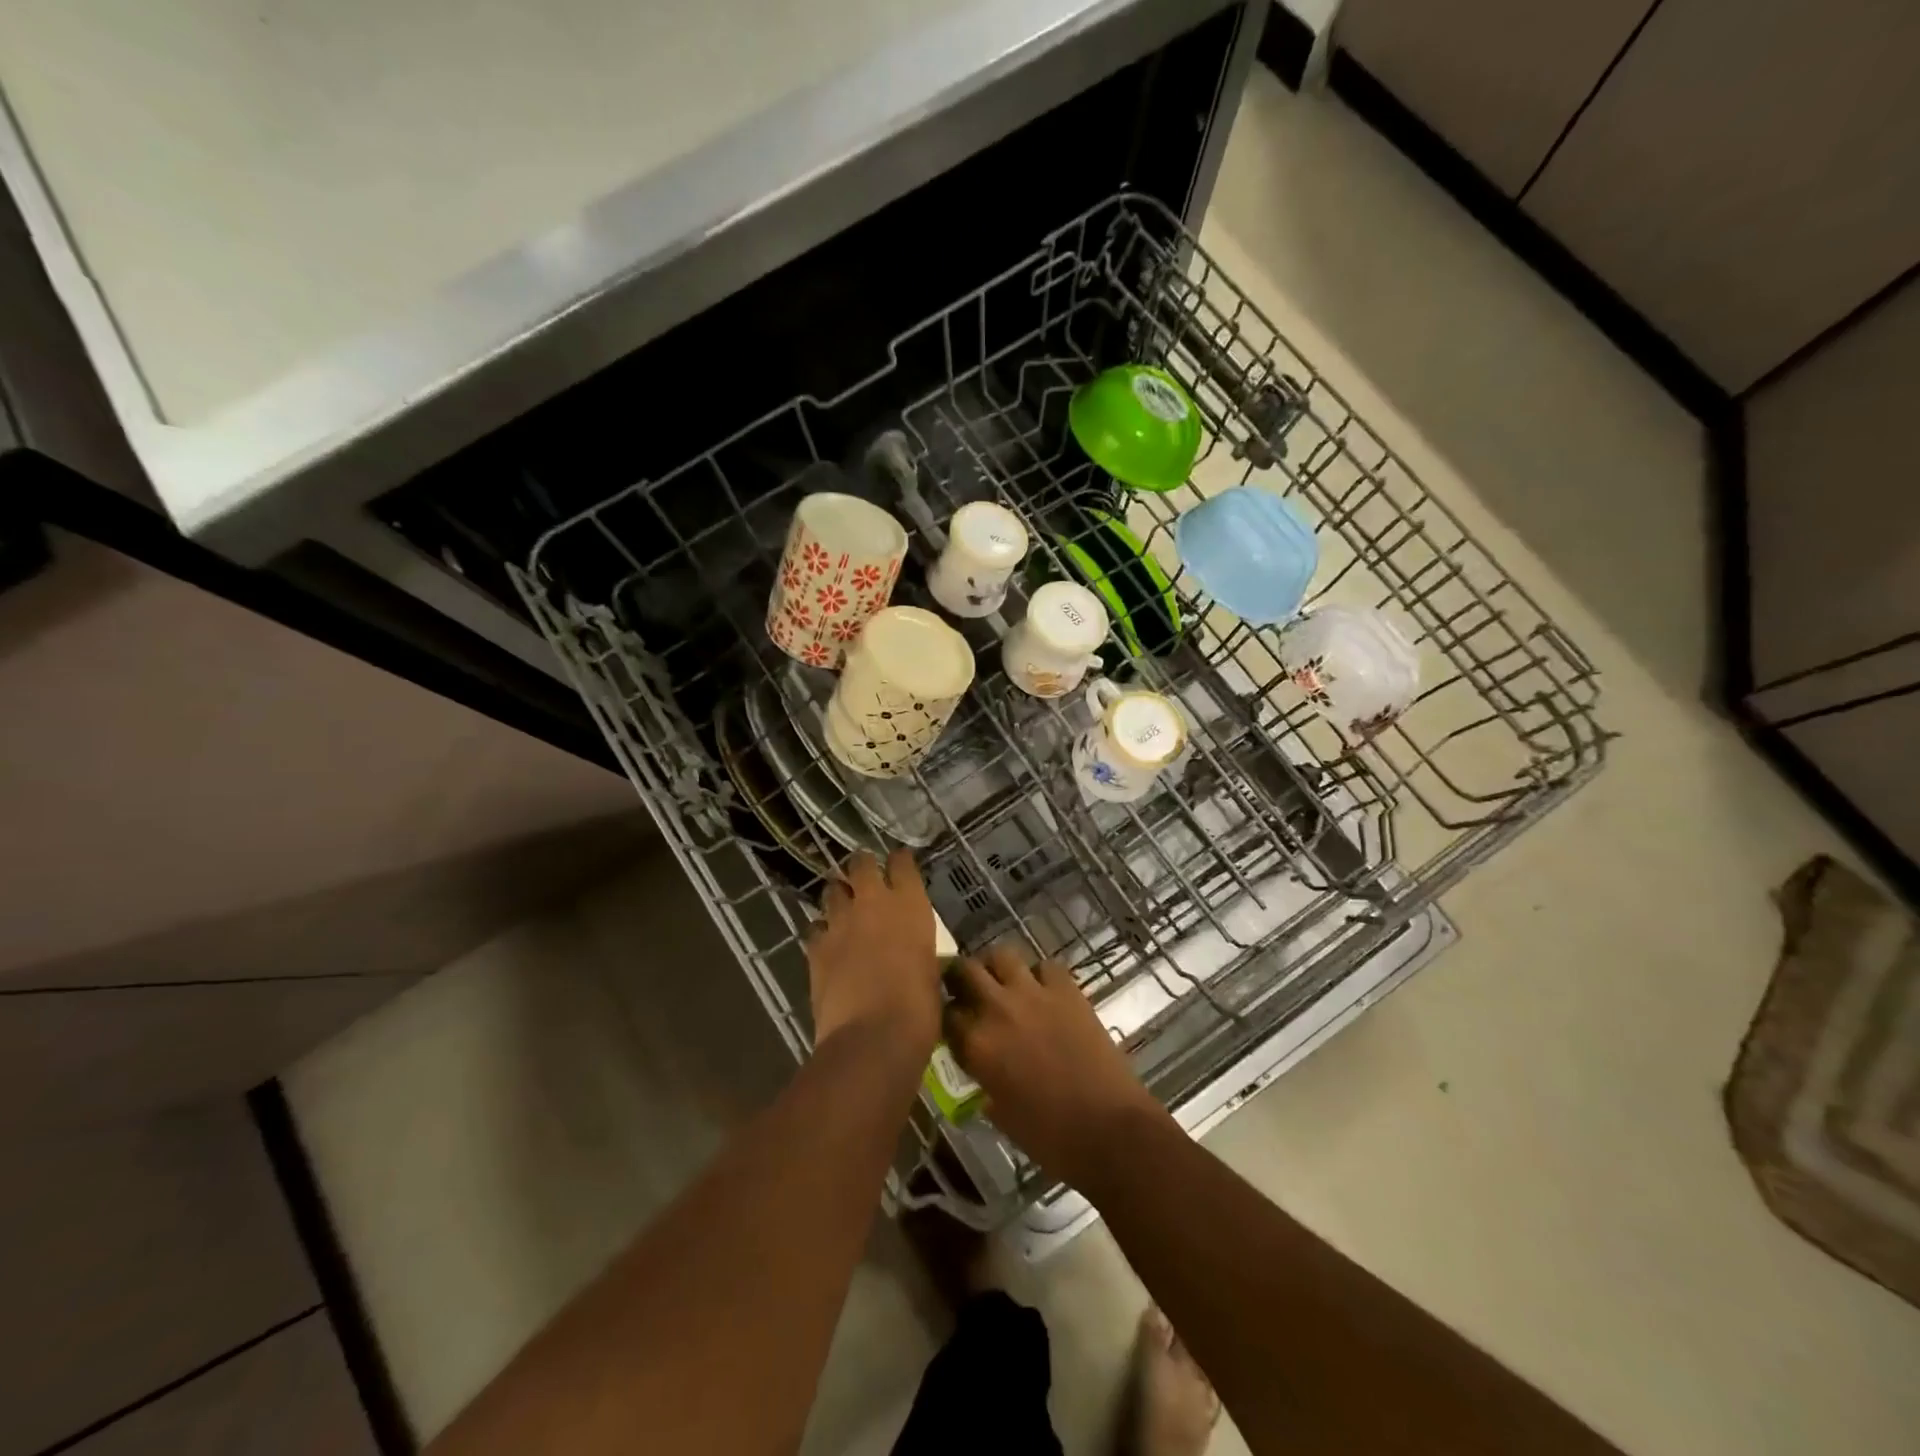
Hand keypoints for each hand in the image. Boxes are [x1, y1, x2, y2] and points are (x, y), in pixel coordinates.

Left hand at [806, 849, 942, 1066]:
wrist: (873, 1036)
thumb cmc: (919, 1007)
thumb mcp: (930, 969)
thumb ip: (916, 947)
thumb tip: (910, 950)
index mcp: (910, 904)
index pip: (901, 862)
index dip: (899, 861)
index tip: (899, 864)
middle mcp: (873, 902)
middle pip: (861, 863)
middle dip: (862, 867)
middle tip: (865, 878)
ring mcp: (840, 922)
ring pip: (832, 890)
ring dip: (839, 896)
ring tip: (844, 909)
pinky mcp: (815, 946)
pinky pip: (815, 927)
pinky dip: (822, 931)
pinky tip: (827, 943)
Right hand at [947, 945, 1166, 1189]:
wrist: (1108, 1129)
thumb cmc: (1051, 1137)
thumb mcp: (1002, 1115)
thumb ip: (984, 1083)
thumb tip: (984, 1074)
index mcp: (977, 1045)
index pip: (945, 1013)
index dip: (946, 1016)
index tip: (953, 1023)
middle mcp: (997, 1010)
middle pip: (965, 970)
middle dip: (962, 978)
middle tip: (970, 991)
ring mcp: (1033, 994)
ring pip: (1002, 955)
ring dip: (998, 967)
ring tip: (1004, 983)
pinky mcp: (1067, 990)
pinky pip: (1046, 966)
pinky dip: (1041, 975)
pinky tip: (1045, 992)